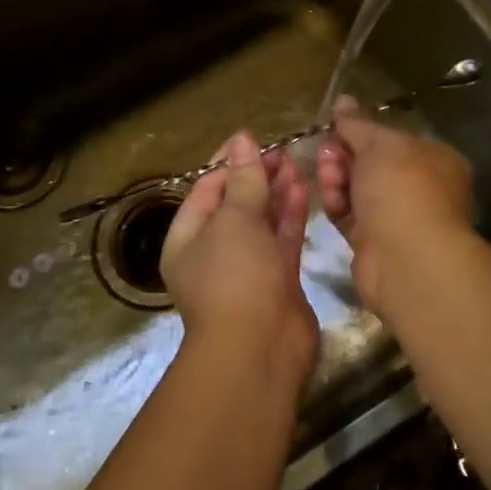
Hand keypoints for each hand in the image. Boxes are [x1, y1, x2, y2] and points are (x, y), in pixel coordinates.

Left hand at [161, 131, 317, 385]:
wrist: (260, 350)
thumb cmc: (235, 276)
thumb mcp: (235, 219)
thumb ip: (243, 179)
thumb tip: (241, 139)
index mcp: (187, 238)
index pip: (206, 189)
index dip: (230, 163)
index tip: (255, 140)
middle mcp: (213, 252)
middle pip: (235, 204)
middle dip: (256, 176)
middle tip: (283, 152)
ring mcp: (247, 268)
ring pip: (261, 221)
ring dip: (275, 192)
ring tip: (295, 164)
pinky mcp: (277, 280)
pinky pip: (281, 239)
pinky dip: (290, 215)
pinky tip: (303, 189)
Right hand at [315, 97, 476, 311]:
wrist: (407, 258)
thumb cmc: (401, 187)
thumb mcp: (378, 143)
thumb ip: (357, 123)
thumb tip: (343, 100)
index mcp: (434, 159)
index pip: (393, 139)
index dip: (362, 131)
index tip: (337, 127)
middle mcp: (419, 187)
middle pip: (372, 163)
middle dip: (344, 154)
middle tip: (326, 152)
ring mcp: (397, 217)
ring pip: (357, 188)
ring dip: (337, 177)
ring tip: (327, 174)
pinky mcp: (374, 242)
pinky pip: (350, 214)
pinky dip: (337, 203)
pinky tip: (328, 197)